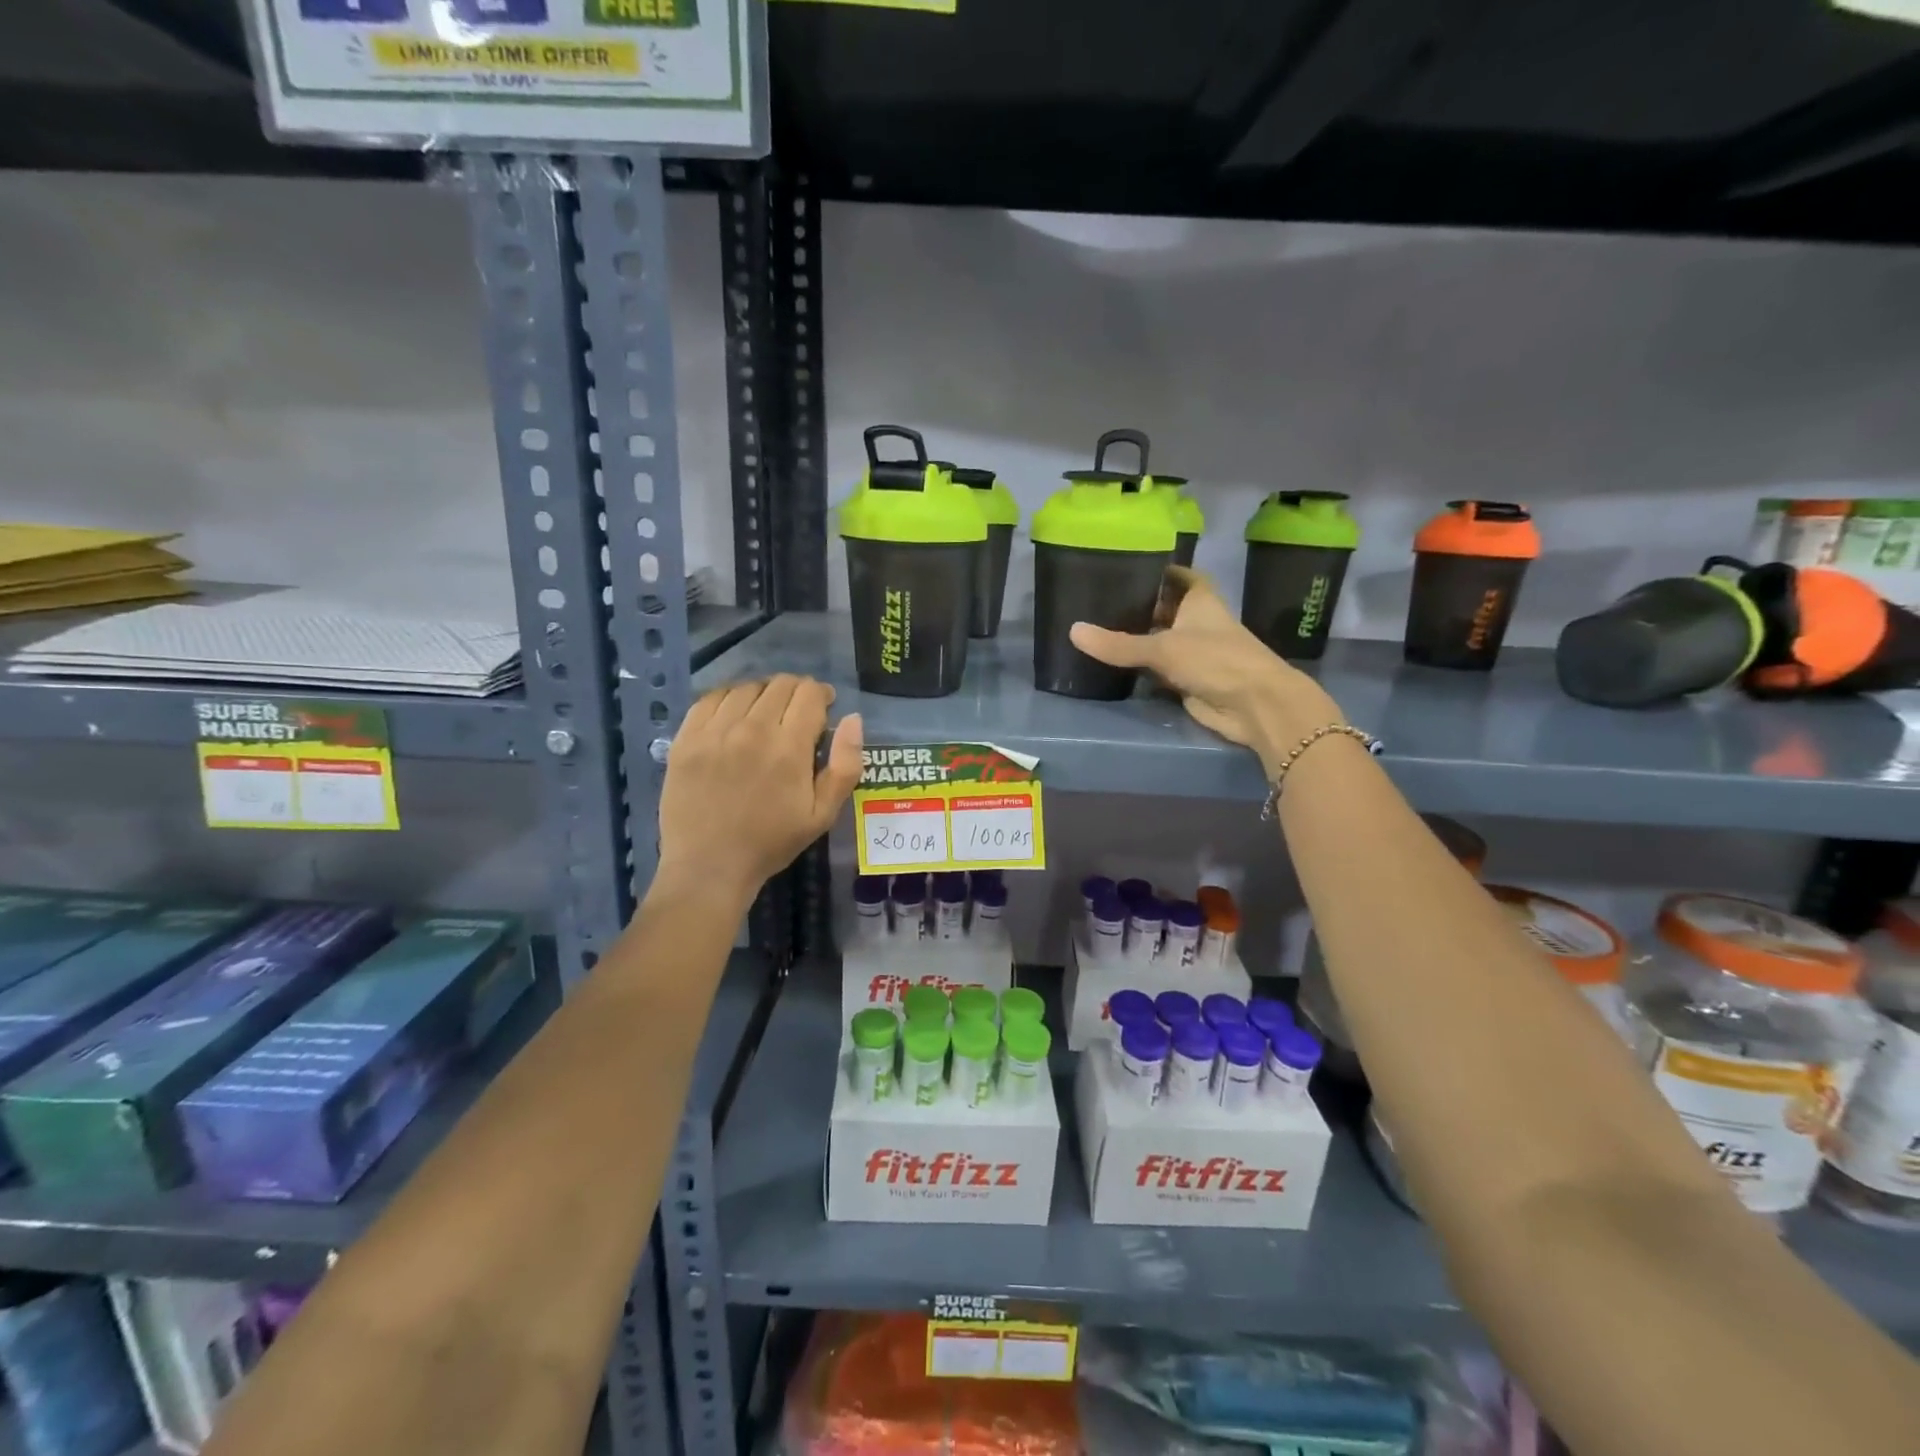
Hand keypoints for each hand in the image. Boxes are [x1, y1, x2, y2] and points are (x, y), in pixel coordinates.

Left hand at [658, 676, 863, 906]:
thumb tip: (852, 719)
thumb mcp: (822, 814)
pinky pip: (711, 698)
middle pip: (780, 684)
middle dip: (796, 691)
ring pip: (746, 687)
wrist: (708, 866)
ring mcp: (715, 731)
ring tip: (765, 713)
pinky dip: (729, 698)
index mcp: (789, 748)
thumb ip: (845, 765)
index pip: (810, 694)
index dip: (822, 695)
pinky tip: (734, 714)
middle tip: (797, 712)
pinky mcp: (687, 738)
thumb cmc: (771, 843)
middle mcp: (752, 729)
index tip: (824, 708)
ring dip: (764, 693)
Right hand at [1069, 568, 1343, 771]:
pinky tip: (1110, 662)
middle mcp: (1196, 622)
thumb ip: (1118, 644)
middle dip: (1137, 605)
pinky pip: (1156, 669)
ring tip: (1095, 626)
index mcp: (1198, 600)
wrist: (1254, 706)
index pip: (1178, 576)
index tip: (1127, 564)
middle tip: (1097, 598)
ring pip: (1158, 640)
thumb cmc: (1216, 660)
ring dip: (1136, 637)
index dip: (1157, 569)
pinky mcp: (1186, 680)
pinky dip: (1138, 667)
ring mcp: (1192, 653)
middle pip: (1164, 608)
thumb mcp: (1163, 648)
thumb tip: (1072, 631)